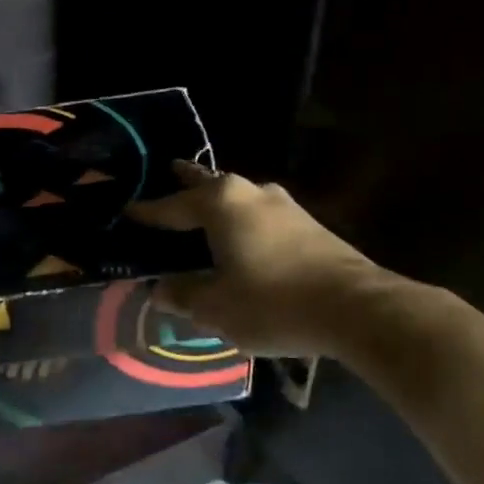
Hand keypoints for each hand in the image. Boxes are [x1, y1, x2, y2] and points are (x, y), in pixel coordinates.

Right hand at [129, 162, 383, 356]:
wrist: (358, 309)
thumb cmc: (273, 302)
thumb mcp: (215, 307)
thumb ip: (183, 295)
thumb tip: (160, 290)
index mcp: (220, 203)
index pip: (171, 205)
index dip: (146, 212)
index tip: (125, 211)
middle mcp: (250, 192)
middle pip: (207, 184)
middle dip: (185, 183)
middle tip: (166, 175)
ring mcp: (284, 205)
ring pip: (237, 197)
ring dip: (216, 202)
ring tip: (200, 211)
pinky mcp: (308, 224)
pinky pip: (258, 215)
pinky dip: (240, 221)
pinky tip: (239, 237)